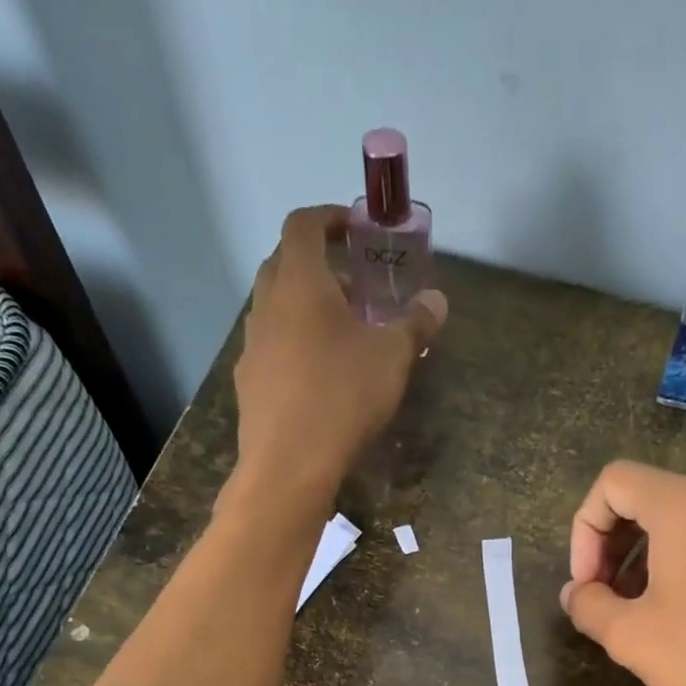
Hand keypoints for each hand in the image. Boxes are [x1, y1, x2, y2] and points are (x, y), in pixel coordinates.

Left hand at [225, 204, 446, 515]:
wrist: (288, 466)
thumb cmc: (342, 399)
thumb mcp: (392, 359)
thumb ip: (415, 324)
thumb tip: (437, 301)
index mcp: (300, 282)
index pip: (304, 224)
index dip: (330, 218)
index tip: (355, 231)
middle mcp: (267, 304)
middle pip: (284, 264)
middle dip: (318, 266)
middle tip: (353, 288)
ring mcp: (252, 346)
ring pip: (275, 310)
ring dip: (303, 310)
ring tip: (338, 336)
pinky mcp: (249, 384)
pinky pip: (271, 350)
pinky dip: (293, 348)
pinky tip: (316, 378)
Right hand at [561, 460, 685, 685]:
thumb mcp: (631, 639)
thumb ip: (589, 606)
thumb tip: (576, 593)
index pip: (615, 482)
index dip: (584, 530)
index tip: (587, 584)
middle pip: (654, 500)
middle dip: (615, 546)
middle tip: (608, 601)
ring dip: (652, 562)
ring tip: (648, 617)